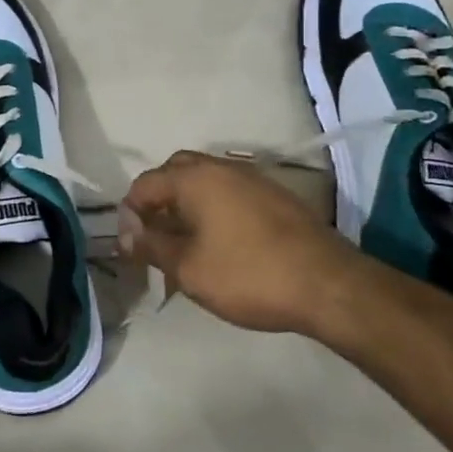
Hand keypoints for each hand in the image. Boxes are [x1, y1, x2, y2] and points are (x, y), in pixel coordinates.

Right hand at [121, 151, 352, 335]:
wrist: (327, 284)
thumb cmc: (248, 275)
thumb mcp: (189, 268)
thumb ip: (152, 246)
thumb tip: (125, 234)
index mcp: (194, 178)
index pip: (145, 184)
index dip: (130, 213)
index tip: (132, 247)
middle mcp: (220, 167)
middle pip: (175, 172)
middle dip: (158, 200)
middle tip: (155, 236)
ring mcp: (251, 178)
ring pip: (204, 180)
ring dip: (186, 204)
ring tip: (185, 242)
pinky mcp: (274, 195)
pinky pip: (229, 192)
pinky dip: (213, 208)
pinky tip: (220, 241)